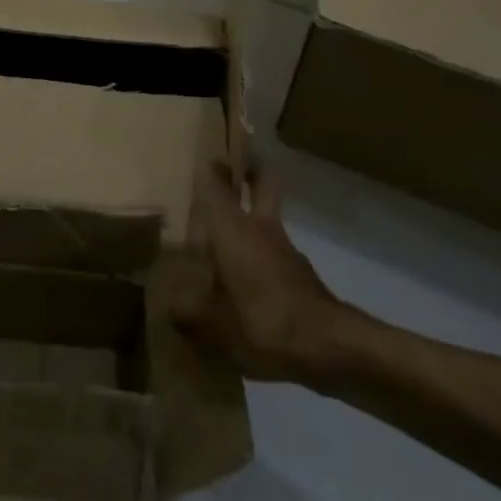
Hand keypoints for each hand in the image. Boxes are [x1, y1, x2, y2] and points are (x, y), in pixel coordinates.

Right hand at [174, 158, 350, 384]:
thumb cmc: (264, 322)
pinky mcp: (300, 272)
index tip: (204, 156)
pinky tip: (245, 277)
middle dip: (250, 169)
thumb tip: (171, 310)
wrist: (329, 345)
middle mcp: (259, 228)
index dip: (211, 169)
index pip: (218, 186)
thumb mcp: (215, 328)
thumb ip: (189, 315)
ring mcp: (284, 248)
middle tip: (231, 167)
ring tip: (225, 231)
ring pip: (267, 216)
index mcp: (233, 230)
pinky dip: (260, 250)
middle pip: (261, 183)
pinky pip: (273, 249)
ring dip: (252, 213)